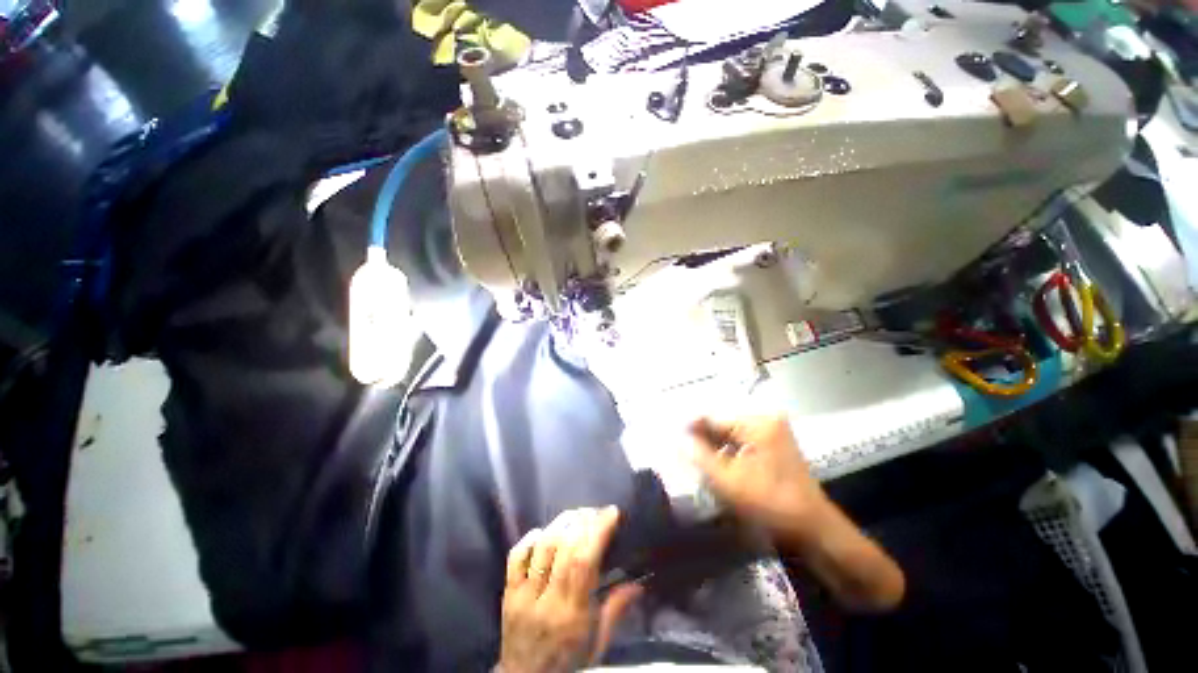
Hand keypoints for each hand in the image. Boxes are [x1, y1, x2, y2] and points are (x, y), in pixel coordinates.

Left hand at [498, 507, 642, 672]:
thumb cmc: (569, 661)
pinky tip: (544, 531)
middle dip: (583, 521)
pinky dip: (530, 538)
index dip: (598, 531)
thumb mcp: (598, 643)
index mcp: (573, 615)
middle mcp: (547, 600)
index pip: (584, 562)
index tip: (611, 513)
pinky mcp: (508, 592)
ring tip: (576, 514)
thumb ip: (616, 610)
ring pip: (542, 547)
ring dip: (561, 523)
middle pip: (564, 547)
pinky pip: (515, 557)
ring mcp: (524, 595)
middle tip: (595, 511)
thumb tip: (640, 582)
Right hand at [688, 415, 828, 545]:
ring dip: (713, 447)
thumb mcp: (728, 481)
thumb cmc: (771, 505)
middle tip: (680, 450)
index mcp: (757, 422)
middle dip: (701, 438)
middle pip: (722, 425)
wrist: (815, 531)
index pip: (713, 417)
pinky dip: (727, 453)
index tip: (670, 436)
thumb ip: (699, 455)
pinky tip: (715, 465)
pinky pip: (742, 443)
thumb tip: (677, 437)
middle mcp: (766, 420)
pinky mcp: (774, 446)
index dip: (690, 427)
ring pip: (730, 435)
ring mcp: (773, 432)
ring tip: (694, 459)